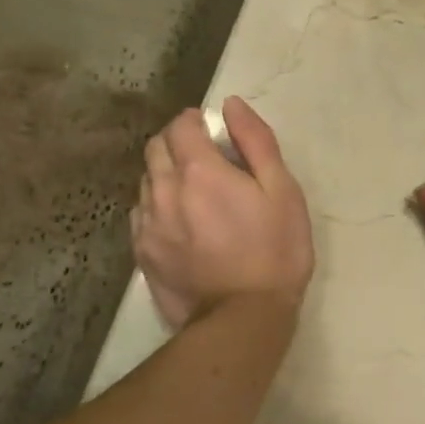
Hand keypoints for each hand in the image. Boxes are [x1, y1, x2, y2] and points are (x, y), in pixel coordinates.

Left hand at [131, 97, 313, 329]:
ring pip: (146, 179)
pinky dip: (157, 204)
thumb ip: (256, 142)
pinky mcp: (142, 252)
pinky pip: (141, 212)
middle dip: (177, 142)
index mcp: (200, 171)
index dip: (195, 121)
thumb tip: (231, 105)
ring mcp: (148, 224)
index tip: (213, 131)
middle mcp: (165, 190)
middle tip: (206, 158)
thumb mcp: (283, 191)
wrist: (243, 318)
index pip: (181, 126)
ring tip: (194, 192)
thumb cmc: (275, 251)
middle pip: (156, 148)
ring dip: (166, 173)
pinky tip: (179, 221)